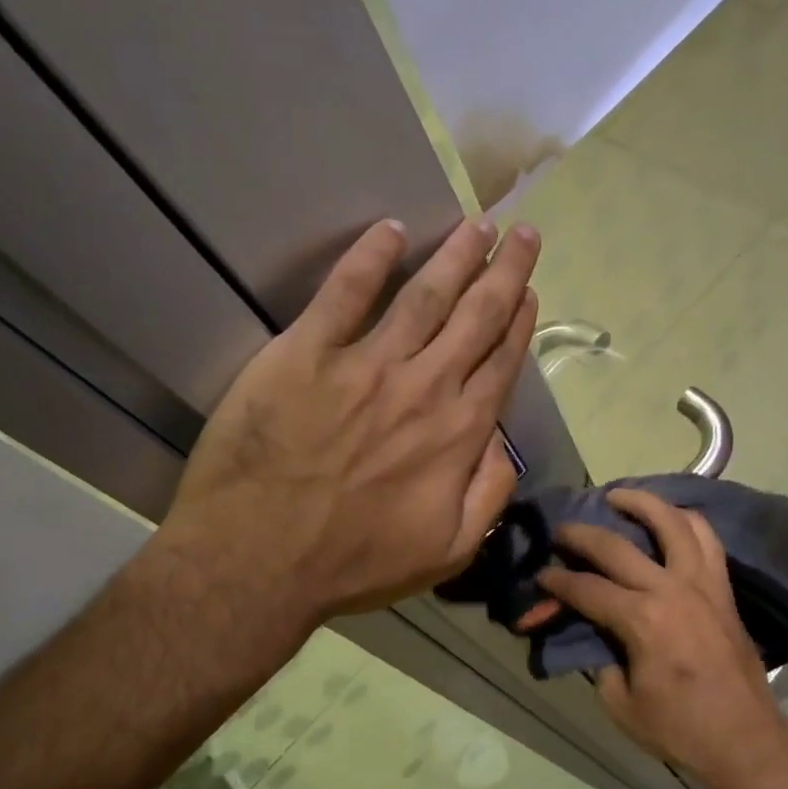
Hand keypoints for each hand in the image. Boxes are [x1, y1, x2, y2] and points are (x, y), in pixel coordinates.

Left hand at [152, 216, 538, 640]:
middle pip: (476, 316)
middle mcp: (424, 386)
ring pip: (424, 295)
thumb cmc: (355, 564)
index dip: (519, 321)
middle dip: (504, 270)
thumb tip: (504, 446)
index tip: (529, 289)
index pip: (500, 362)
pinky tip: (391, 229)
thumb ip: (489, 496)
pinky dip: (370, 257)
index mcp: (459, 432)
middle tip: (523, 232)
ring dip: (455, 256)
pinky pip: (345, 293)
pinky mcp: (306, 353)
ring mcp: (366, 364)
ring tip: (477, 225)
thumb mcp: (448, 552)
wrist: (258, 562)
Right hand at [538, 489, 787, 788]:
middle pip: (617, 546)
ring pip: (673, 523)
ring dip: (642, 503)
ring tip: (619, 496)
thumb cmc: (680, 729)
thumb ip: (601, 661)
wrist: (746, 739)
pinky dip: (686, 520)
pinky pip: (707, 539)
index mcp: (641, 620)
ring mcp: (703, 583)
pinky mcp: (723, 588)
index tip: (540, 577)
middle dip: (581, 535)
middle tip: (561, 530)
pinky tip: (669, 518)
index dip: (556, 583)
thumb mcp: (621, 704)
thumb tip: (595, 636)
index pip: (586, 589)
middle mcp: (671, 589)